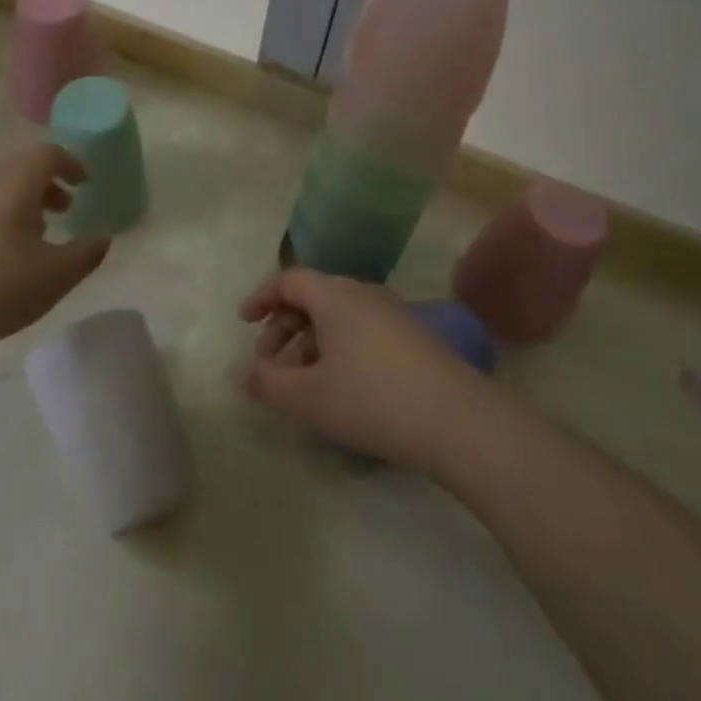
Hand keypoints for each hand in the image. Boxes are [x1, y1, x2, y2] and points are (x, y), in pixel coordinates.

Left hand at [0, 145, 109, 360]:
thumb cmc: (0, 288)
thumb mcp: (57, 274)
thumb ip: (87, 253)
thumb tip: (102, 238)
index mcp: (16, 182)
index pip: (47, 154)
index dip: (71, 164)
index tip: (85, 184)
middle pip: (20, 167)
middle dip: (47, 183)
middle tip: (65, 210)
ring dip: (23, 200)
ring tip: (37, 234)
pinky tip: (3, 253)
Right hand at [239, 269, 494, 470]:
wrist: (457, 420)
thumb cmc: (372, 399)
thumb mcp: (309, 397)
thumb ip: (268, 383)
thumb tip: (243, 373)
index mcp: (334, 295)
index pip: (289, 280)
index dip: (262, 298)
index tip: (244, 323)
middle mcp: (363, 294)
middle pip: (313, 297)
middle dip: (284, 327)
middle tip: (268, 363)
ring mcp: (392, 314)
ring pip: (338, 317)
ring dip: (310, 342)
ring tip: (301, 383)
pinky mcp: (413, 338)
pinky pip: (361, 331)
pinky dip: (338, 349)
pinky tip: (340, 387)